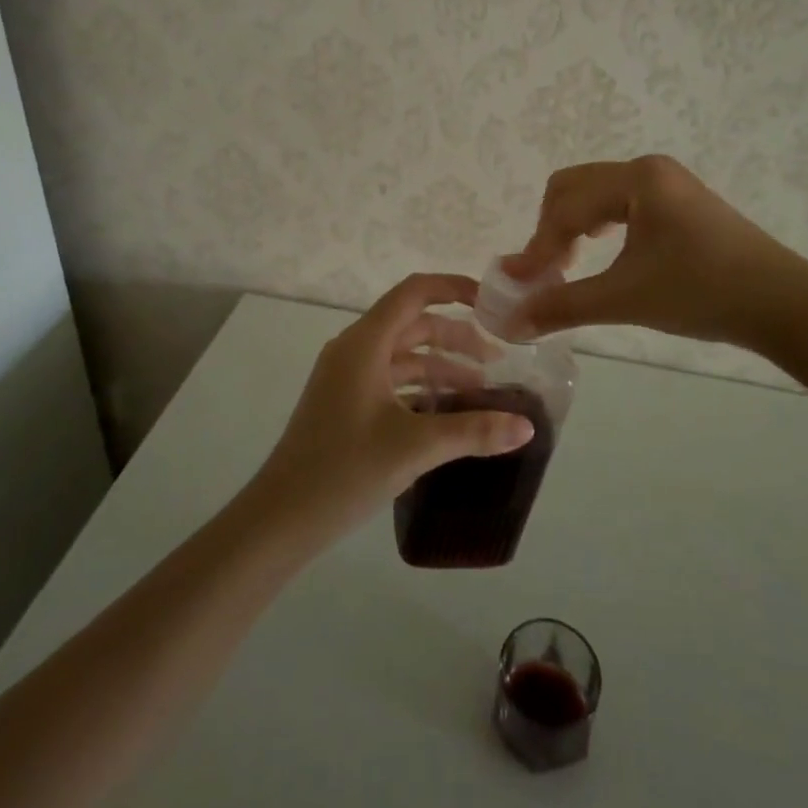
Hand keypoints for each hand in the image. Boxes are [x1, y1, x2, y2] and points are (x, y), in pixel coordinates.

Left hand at [249, 274, 535, 541]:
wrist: (280, 519)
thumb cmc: (344, 470)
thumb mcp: (415, 447)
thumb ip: (473, 432)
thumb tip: (527, 426)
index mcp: (365, 343)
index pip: (414, 293)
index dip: (453, 288)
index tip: (490, 302)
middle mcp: (354, 350)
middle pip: (413, 326)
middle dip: (456, 338)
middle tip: (497, 362)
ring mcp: (346, 378)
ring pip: (403, 357)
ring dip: (441, 368)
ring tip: (482, 393)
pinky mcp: (344, 404)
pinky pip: (391, 381)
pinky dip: (421, 389)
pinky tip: (447, 415)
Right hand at [505, 155, 807, 349]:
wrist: (783, 304)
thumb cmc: (701, 292)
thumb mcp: (624, 299)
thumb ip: (562, 307)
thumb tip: (509, 323)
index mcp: (636, 179)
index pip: (565, 207)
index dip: (537, 246)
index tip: (520, 285)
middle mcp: (648, 169)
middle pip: (573, 188)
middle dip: (550, 229)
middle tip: (546, 274)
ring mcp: (667, 182)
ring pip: (596, 194)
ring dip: (572, 227)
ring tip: (569, 266)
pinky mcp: (679, 201)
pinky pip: (620, 202)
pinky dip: (598, 226)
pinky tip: (602, 252)